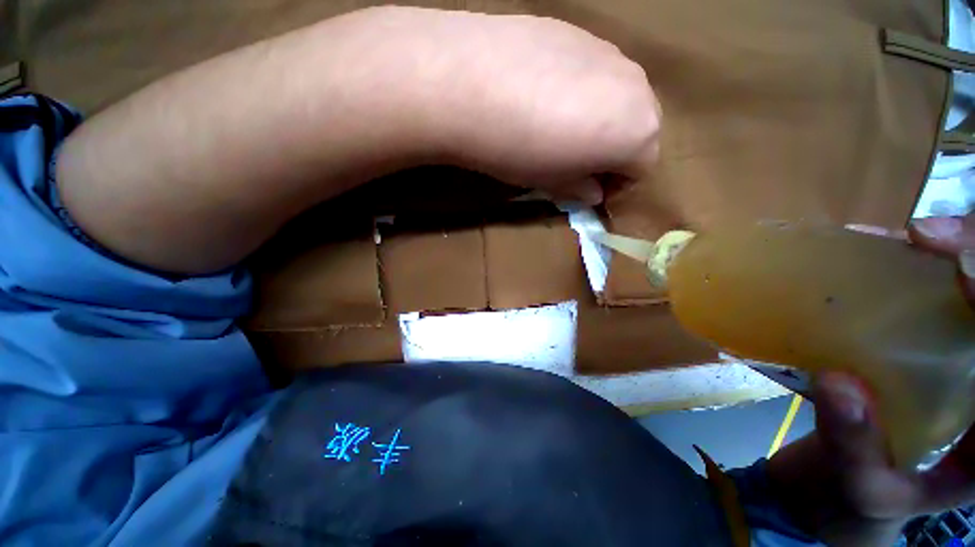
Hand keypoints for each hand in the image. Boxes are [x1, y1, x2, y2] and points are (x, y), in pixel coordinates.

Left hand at [362, 7, 660, 203]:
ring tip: (558, 127)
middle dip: (615, 149)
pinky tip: (543, 95)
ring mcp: (609, 50)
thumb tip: (593, 191)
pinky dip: (581, 89)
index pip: (643, 167)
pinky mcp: (579, 29)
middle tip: (578, 161)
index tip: (592, 189)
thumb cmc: (517, 150)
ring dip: (600, 117)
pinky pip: (593, 70)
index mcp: (637, 131)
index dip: (618, 183)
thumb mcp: (551, 182)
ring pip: (618, 95)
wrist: (468, 84)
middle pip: (639, 126)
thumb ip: (580, 188)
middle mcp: (637, 86)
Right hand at [769, 215, 974, 545]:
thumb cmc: (856, 500)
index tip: (959, 268)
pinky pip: (946, 300)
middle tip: (927, 235)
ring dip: (959, 256)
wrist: (841, 492)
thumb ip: (856, 443)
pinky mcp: (929, 355)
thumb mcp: (859, 485)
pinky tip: (902, 255)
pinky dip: (930, 271)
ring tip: (917, 236)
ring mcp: (960, 369)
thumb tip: (838, 380)